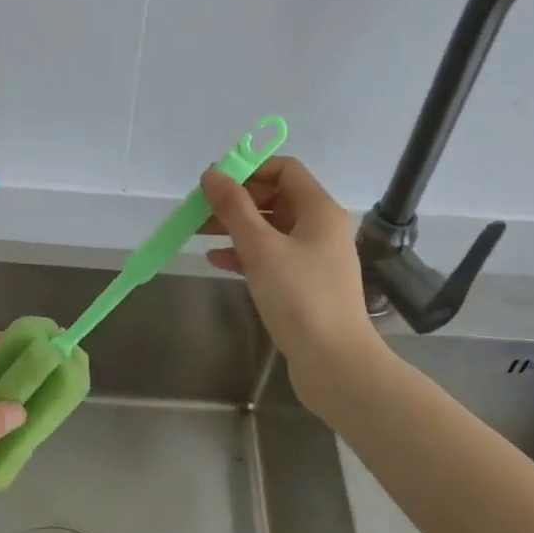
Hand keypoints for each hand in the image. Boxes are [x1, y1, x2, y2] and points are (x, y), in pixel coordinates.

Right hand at [200, 156, 378, 398]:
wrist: (335, 363)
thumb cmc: (300, 297)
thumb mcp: (260, 247)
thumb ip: (234, 207)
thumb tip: (212, 173)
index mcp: (319, 210)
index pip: (284, 169)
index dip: (249, 170)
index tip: (215, 185)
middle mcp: (320, 227)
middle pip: (274, 198)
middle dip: (236, 201)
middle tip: (200, 211)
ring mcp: (314, 257)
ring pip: (269, 228)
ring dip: (235, 227)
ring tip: (198, 234)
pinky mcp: (304, 284)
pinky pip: (271, 256)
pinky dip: (245, 253)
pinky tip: (217, 261)